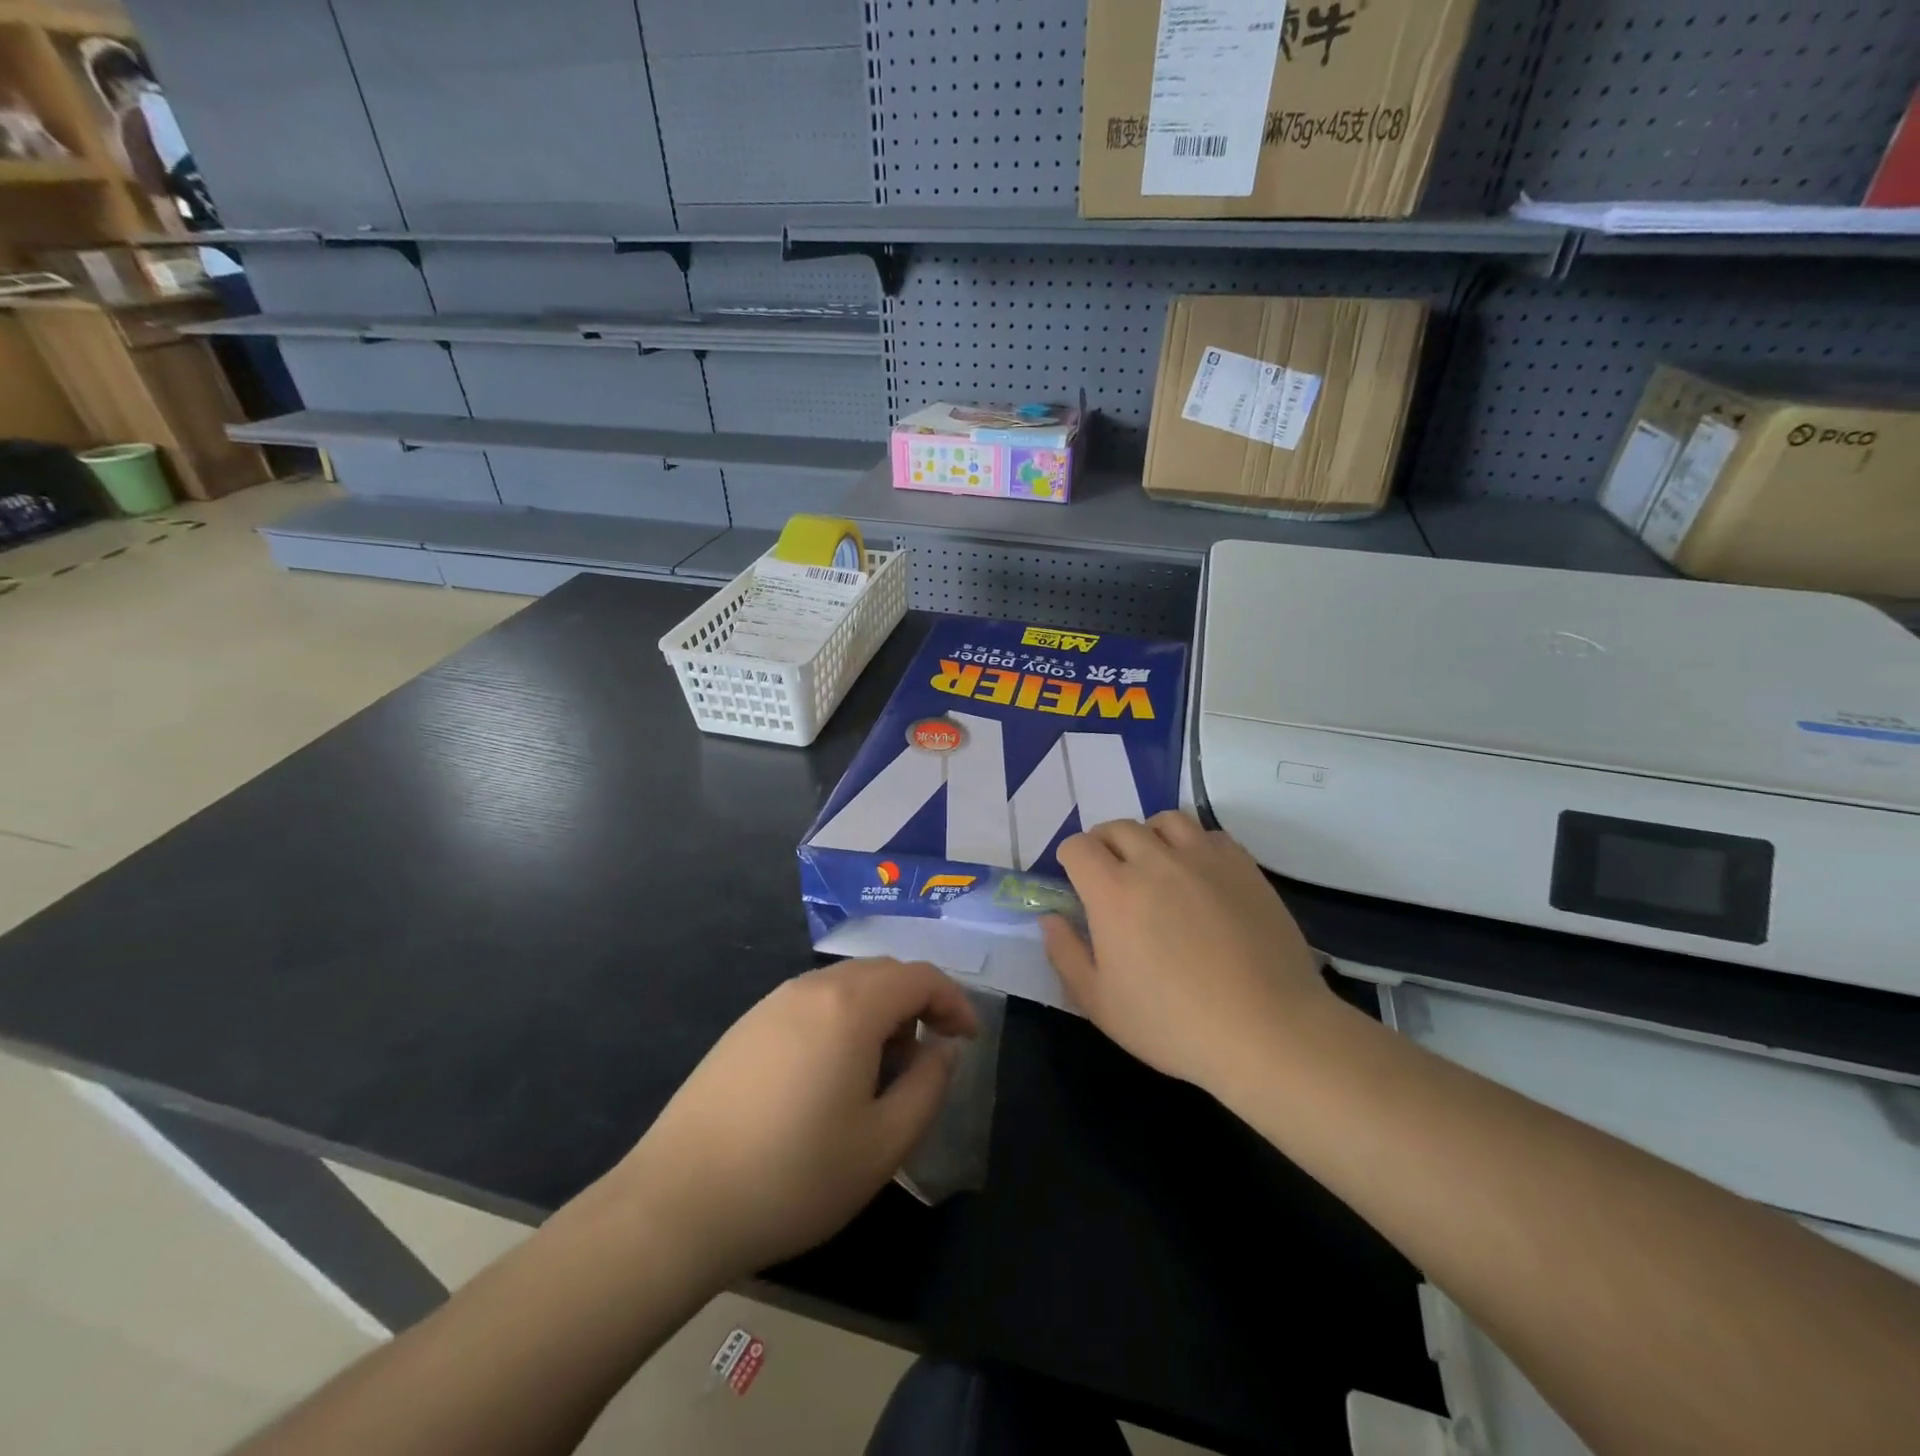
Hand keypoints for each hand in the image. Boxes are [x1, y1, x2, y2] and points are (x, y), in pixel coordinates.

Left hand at [605, 958, 977, 1282]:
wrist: (678, 1203)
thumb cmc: (794, 1176)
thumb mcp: (883, 1144)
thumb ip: (928, 1086)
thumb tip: (941, 1049)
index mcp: (851, 1006)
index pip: (920, 977)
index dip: (954, 1001)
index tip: (968, 1039)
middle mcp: (813, 988)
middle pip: (883, 972)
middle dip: (918, 1003)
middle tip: (929, 1054)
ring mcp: (773, 1002)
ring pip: (846, 985)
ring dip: (879, 1011)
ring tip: (882, 1068)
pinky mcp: (746, 1025)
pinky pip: (812, 1002)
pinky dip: (842, 1019)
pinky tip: (831, 1073)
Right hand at [1042, 811, 1334, 1096]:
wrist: (1268, 1031)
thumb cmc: (1174, 1024)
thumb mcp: (1100, 1004)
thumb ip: (1066, 954)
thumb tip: (1050, 918)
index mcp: (1113, 892)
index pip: (1078, 847)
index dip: (1070, 859)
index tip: (1076, 881)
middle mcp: (1155, 861)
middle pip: (1117, 827)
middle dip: (1104, 845)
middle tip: (1111, 876)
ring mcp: (1203, 859)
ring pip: (1164, 821)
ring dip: (1148, 836)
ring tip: (1155, 865)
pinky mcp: (1242, 866)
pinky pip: (1208, 835)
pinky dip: (1193, 845)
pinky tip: (1198, 876)